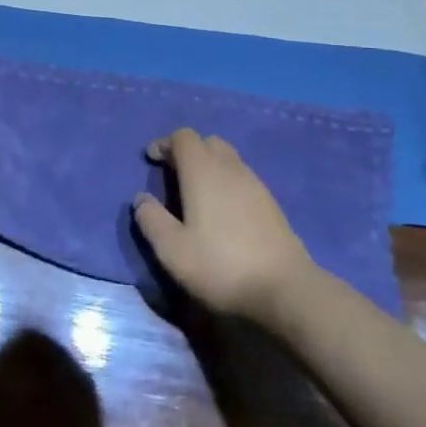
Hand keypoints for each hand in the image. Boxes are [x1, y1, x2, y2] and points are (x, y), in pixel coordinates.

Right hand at [134, 129, 312, 320]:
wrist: (284, 289)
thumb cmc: (221, 266)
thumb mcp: (173, 250)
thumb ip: (151, 220)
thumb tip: (140, 199)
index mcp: (203, 171)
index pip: (183, 137)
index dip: (165, 143)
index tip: (152, 160)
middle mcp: (230, 168)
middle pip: (207, 142)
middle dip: (187, 151)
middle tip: (173, 175)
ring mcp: (255, 183)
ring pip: (228, 158)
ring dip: (209, 165)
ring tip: (196, 193)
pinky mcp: (270, 202)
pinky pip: (242, 176)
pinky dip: (226, 181)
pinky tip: (223, 210)